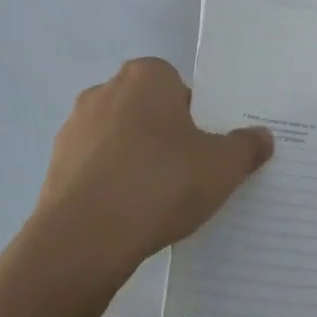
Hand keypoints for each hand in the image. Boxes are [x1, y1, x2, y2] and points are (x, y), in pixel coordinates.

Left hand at [32, 58, 272, 281]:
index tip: (204, 148)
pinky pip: (95, 169)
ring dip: (135, 160)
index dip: (194, 116)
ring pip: (119, 139)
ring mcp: (74, 128)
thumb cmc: (161, 183)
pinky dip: (111, 184)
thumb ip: (246, 147)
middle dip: (165, 136)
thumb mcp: (223, 166)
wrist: (84, 240)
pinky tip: (127, 216)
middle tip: (187, 172)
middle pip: (147, 110)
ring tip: (156, 201)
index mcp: (146, 76)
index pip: (177, 85)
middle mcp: (105, 91)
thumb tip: (262, 137)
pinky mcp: (54, 167)